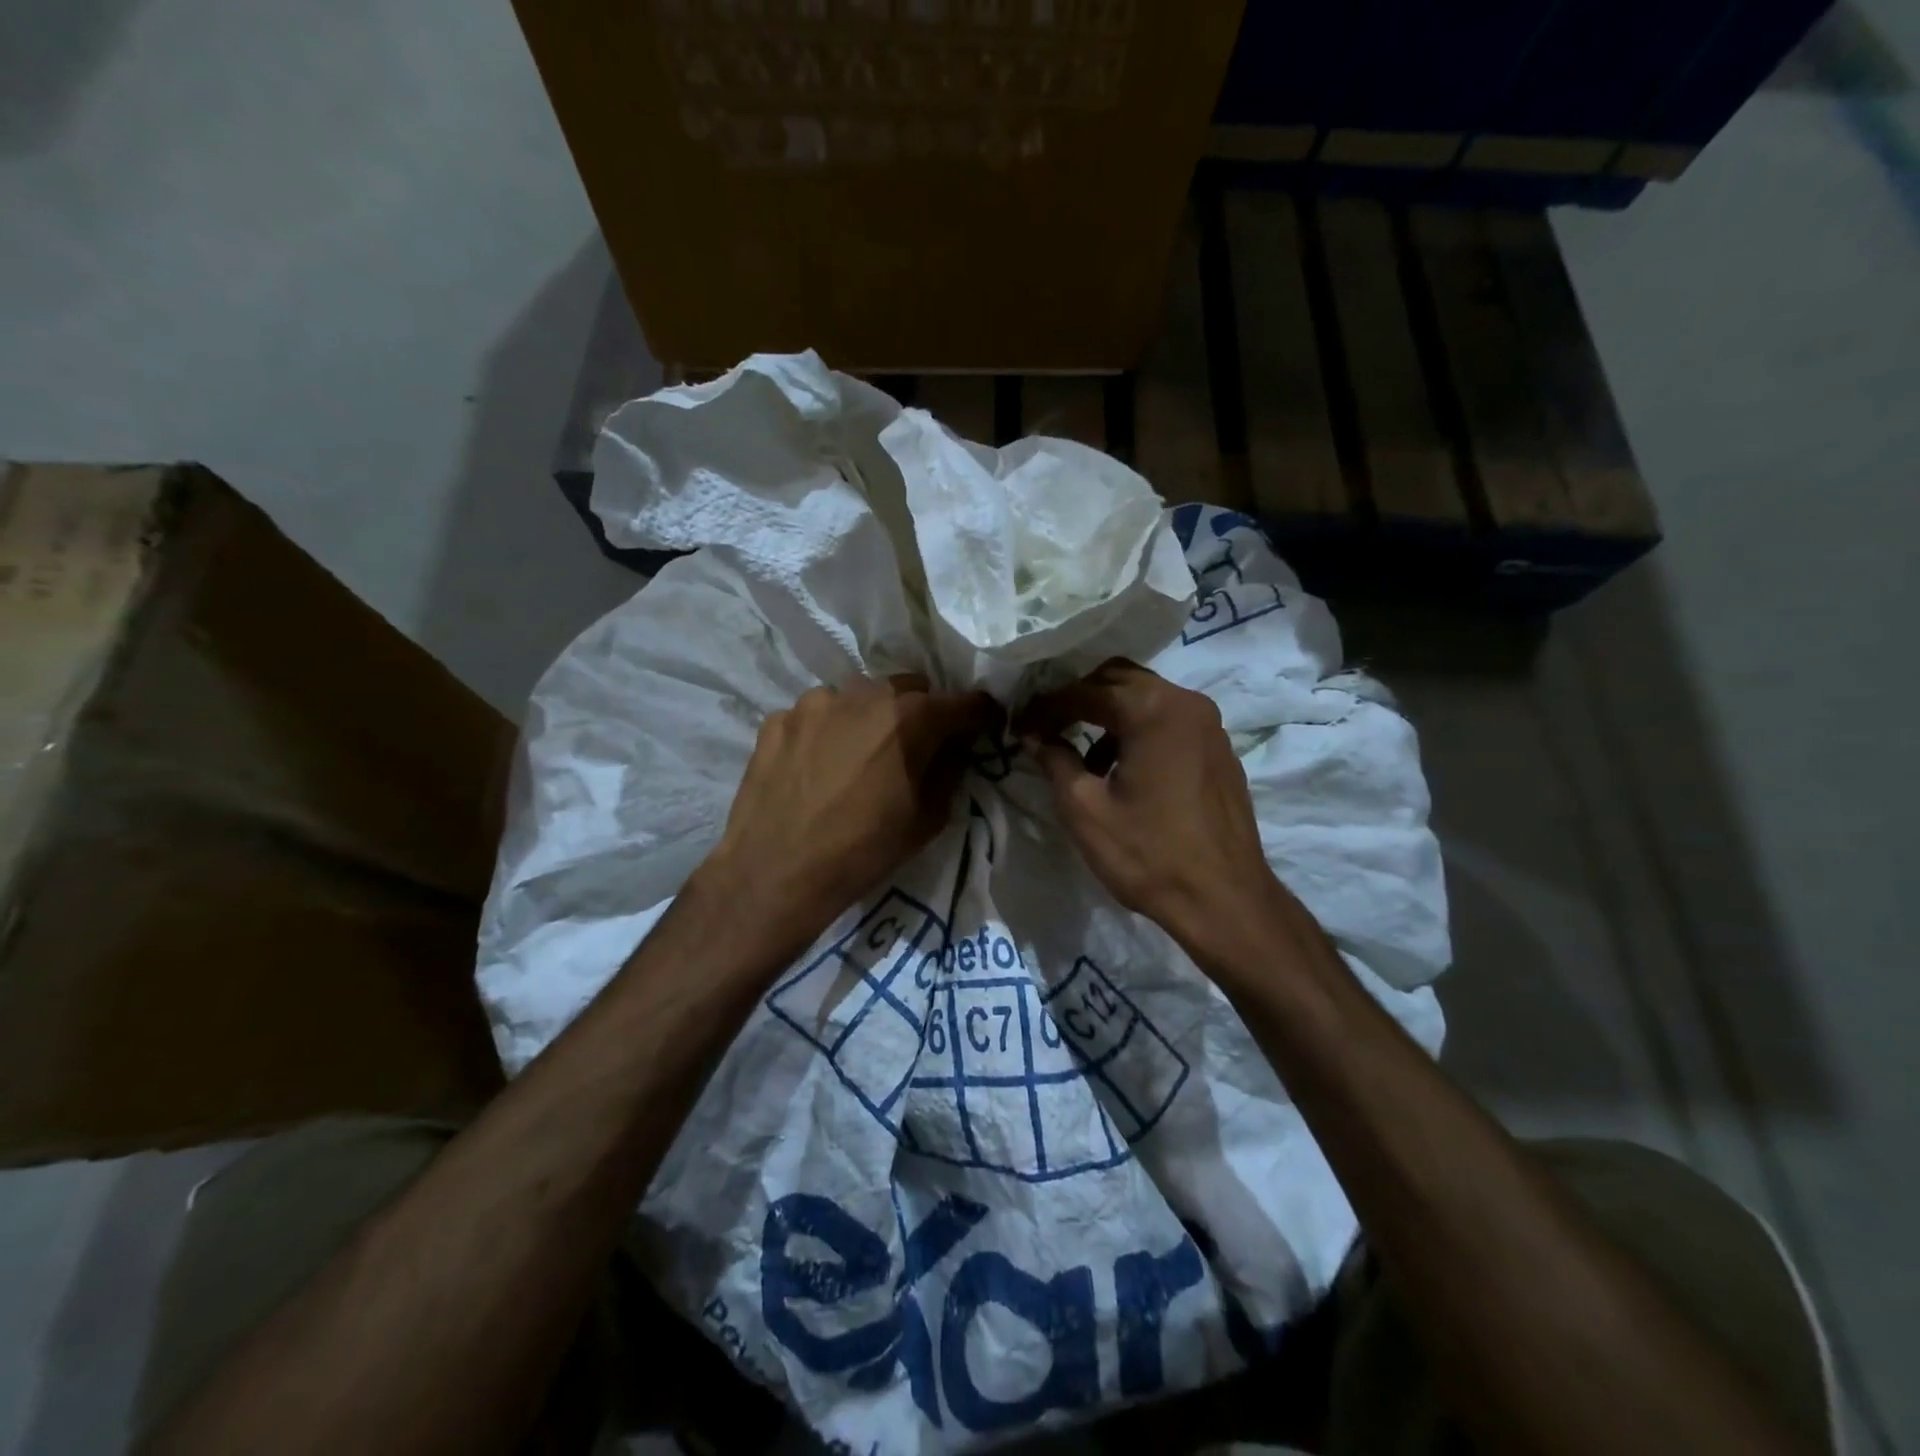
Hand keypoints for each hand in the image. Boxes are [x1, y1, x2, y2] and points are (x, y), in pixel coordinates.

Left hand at [700, 674, 997, 951]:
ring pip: (859, 696)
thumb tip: (954, 749)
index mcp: (911, 718)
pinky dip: (827, 732)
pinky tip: (817, 766)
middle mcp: (865, 694)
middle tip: (915, 746)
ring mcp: (815, 701)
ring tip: (858, 756)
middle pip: (910, 689)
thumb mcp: (927, 820)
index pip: (964, 702)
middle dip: (922, 712)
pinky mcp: (778, 717)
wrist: (774, 873)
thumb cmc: (862, 851)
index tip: (983, 726)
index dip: (980, 715)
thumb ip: (949, 771)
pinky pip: (817, 715)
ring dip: (870, 717)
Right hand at [1018, 659, 1284, 956]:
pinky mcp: (1219, 748)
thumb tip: (1033, 735)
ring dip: (1108, 715)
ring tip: (1081, 757)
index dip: (1045, 707)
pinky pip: (1168, 720)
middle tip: (1047, 727)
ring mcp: (1209, 724)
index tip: (1018, 725)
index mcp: (1152, 709)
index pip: (1085, 691)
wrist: (1224, 900)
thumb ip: (1054, 760)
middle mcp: (1186, 702)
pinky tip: (1120, 770)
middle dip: (1078, 698)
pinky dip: (1137, 729)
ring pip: (1145, 697)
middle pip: (1118, 679)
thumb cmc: (1148, 854)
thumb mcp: (1085, 809)